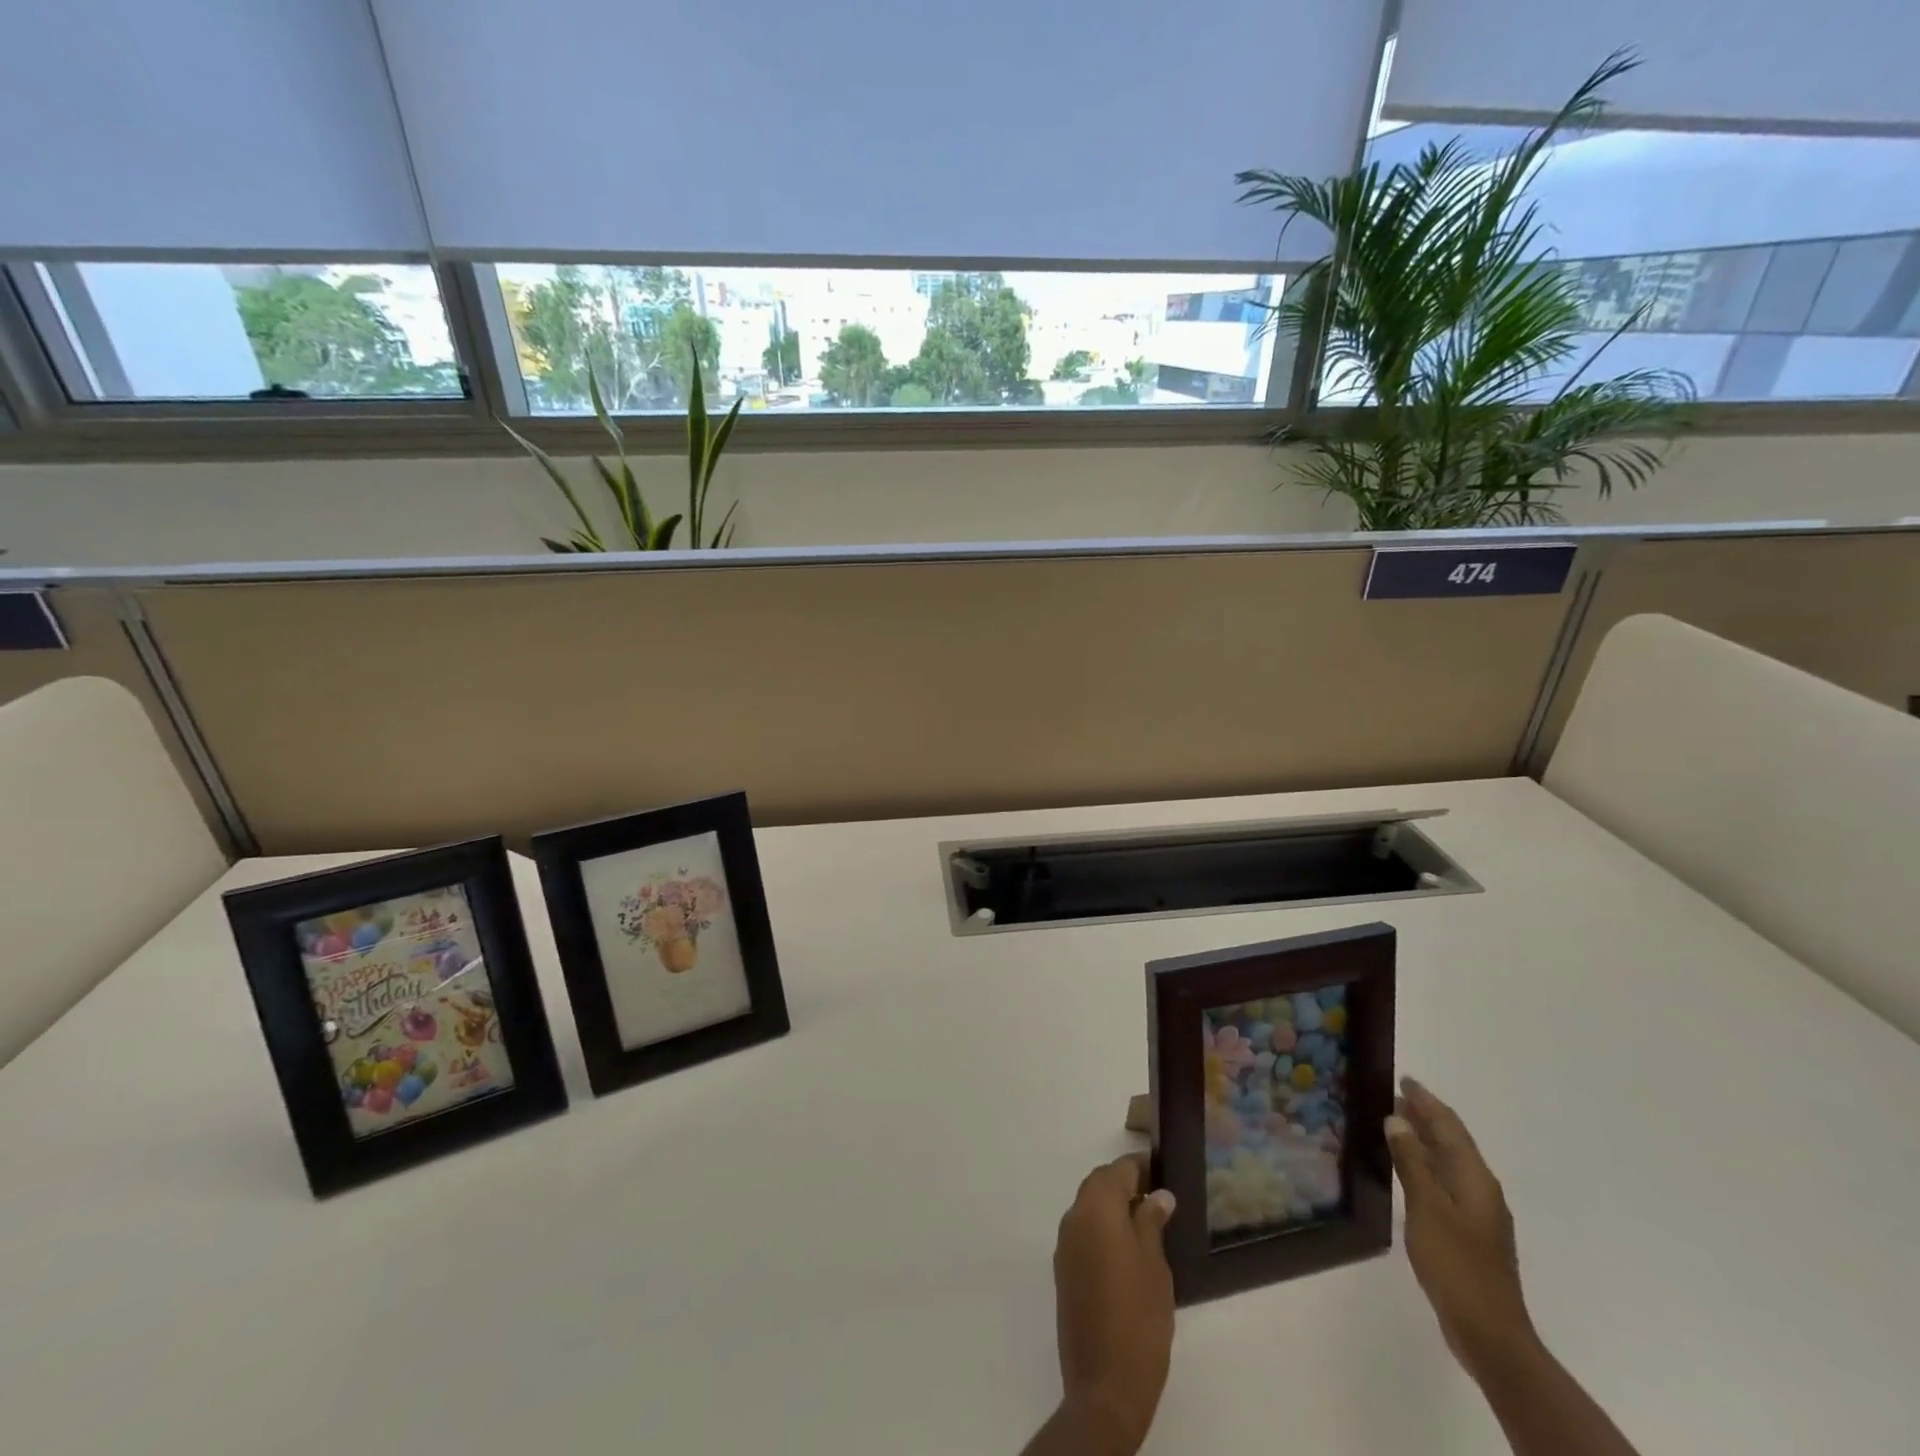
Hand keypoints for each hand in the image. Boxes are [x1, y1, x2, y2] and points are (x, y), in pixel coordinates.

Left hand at [1038, 1154, 1175, 1455]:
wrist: (1104, 1384)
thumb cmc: (1139, 1318)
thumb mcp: (1155, 1265)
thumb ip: (1152, 1222)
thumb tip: (1158, 1195)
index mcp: (1095, 1208)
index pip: (1118, 1170)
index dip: (1141, 1168)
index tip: (1163, 1173)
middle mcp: (1073, 1217)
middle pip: (1099, 1185)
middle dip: (1125, 1184)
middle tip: (1158, 1197)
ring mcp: (1065, 1245)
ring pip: (1089, 1208)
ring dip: (1113, 1207)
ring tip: (1147, 1224)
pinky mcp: (1064, 1271)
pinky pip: (1084, 1233)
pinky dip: (1103, 1229)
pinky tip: (1127, 1251)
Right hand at [1386, 1077, 1536, 1379]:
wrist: (1488, 1332)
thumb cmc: (1456, 1263)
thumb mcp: (1427, 1207)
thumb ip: (1412, 1162)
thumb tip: (1397, 1120)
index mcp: (1475, 1178)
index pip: (1449, 1126)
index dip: (1426, 1101)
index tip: (1402, 1079)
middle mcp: (1480, 1189)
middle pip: (1451, 1142)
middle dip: (1424, 1117)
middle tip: (1390, 1096)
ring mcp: (1476, 1213)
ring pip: (1447, 1162)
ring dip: (1423, 1141)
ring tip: (1393, 1125)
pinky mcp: (1467, 1232)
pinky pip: (1444, 1183)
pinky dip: (1424, 1166)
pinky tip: (1405, 1170)